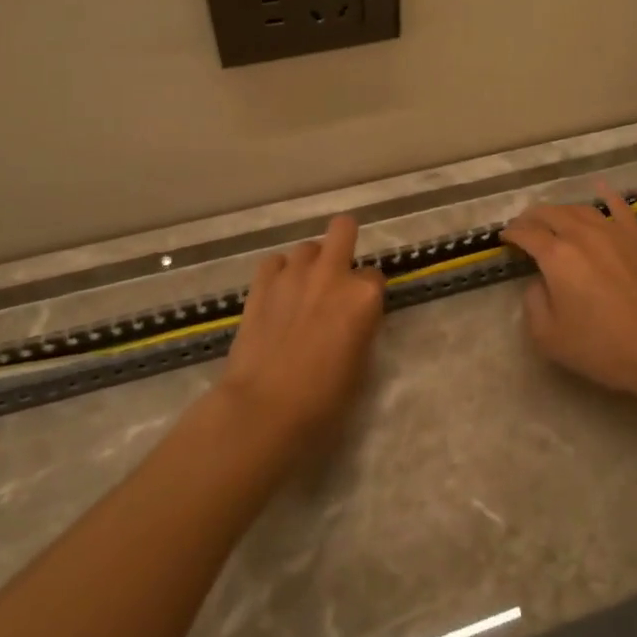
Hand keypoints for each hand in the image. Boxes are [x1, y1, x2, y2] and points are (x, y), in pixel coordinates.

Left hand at [217, 215, 386, 445]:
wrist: (264, 407)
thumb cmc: (324, 398)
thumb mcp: (361, 363)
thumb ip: (361, 327)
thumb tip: (352, 318)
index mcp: (364, 295)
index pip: (375, 276)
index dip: (368, 293)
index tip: (360, 310)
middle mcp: (332, 274)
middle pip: (343, 229)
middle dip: (344, 241)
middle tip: (337, 270)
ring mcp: (294, 274)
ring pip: (307, 247)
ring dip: (309, 264)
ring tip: (302, 290)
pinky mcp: (261, 283)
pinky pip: (274, 262)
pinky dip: (278, 273)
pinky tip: (277, 294)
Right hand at [499, 181, 636, 404]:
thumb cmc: (602, 348)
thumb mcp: (549, 337)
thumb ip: (533, 303)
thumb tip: (539, 282)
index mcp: (557, 257)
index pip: (527, 234)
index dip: (512, 233)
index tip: (505, 237)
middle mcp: (582, 235)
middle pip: (551, 214)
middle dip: (532, 217)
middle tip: (524, 226)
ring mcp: (614, 233)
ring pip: (581, 209)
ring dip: (561, 210)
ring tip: (553, 217)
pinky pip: (620, 208)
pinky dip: (607, 195)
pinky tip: (601, 188)